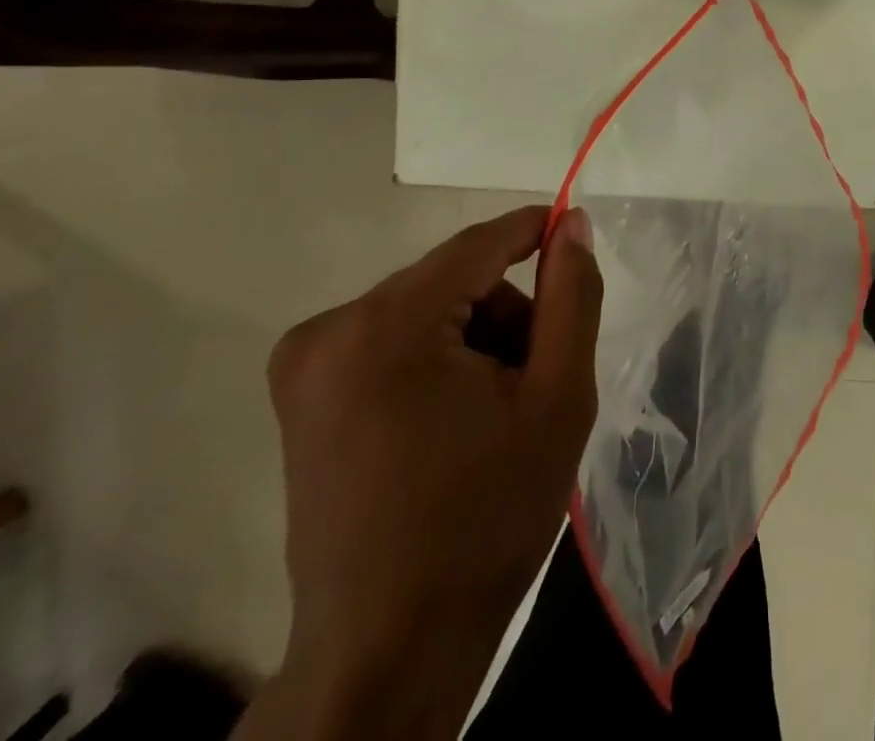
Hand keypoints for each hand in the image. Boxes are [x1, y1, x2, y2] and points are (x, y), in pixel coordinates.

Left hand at [237, 206, 601, 739]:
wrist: (388, 650)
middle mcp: (330, 329)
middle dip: (504, 314)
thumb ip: (572, 297)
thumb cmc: (486, 519)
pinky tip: (454, 421)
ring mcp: (303, 363)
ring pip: (425, 308)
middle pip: (451, 280)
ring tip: (496, 411)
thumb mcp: (557, 398)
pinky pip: (392, 340)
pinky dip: (435, 359)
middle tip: (536, 380)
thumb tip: (571, 223)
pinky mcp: (300, 395)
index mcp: (387, 327)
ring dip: (472, 339)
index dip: (533, 231)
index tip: (575, 233)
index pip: (478, 245)